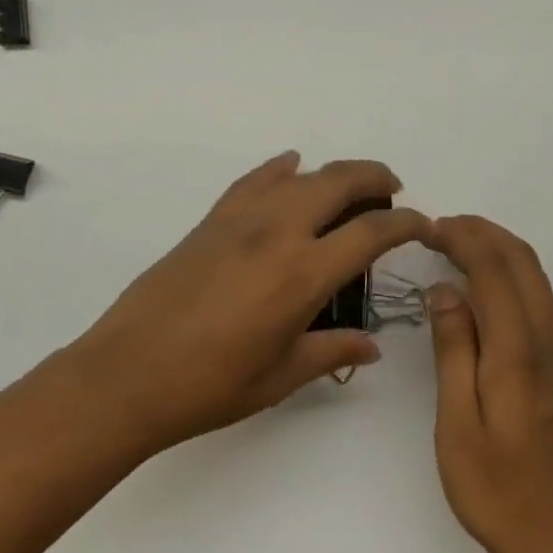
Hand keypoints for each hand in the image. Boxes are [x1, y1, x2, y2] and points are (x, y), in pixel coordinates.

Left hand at [67, 152, 431, 453]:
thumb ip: (332, 351)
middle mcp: (277, 232)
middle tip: (392, 188)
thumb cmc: (210, 385)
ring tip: (347, 187)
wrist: (128, 372)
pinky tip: (289, 167)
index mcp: (303, 274)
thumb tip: (371, 345)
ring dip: (331, 172)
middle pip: (338, 181)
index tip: (423, 224)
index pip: (371, 232)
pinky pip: (254, 180)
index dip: (406, 223)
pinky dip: (279, 169)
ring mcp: (240, 220)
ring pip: (299, 175)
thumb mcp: (281, 376)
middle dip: (374, 176)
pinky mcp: (211, 220)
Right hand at [426, 216, 552, 552]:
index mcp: (516, 351)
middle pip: (521, 261)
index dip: (463, 239)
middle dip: (483, 232)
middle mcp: (542, 341)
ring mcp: (552, 352)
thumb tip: (445, 290)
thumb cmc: (495, 486)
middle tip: (439, 227)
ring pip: (533, 276)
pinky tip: (478, 282)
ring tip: (455, 242)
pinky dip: (507, 270)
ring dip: (497, 246)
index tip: (428, 228)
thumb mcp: (456, 421)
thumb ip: (453, 349)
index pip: (494, 270)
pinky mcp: (552, 364)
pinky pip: (534, 295)